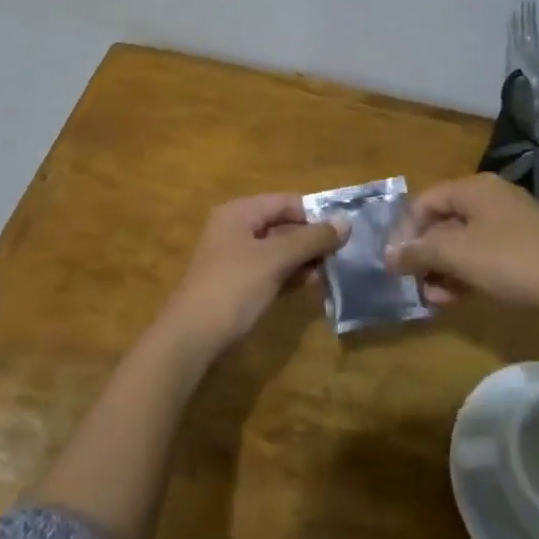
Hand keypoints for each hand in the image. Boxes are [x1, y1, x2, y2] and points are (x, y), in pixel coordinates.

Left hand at [160, 194, 347, 353]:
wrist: (192, 337)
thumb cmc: (234, 287)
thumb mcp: (275, 259)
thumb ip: (311, 239)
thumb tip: (346, 221)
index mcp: (239, 212)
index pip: (285, 201)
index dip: (315, 214)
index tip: (344, 231)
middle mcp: (235, 228)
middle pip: (282, 224)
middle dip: (311, 238)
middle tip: (343, 253)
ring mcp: (234, 257)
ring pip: (277, 249)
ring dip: (303, 258)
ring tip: (333, 271)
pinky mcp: (236, 283)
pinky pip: (269, 270)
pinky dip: (290, 274)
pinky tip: (312, 285)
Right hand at [386, 173, 538, 315]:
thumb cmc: (510, 262)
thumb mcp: (456, 255)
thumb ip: (417, 252)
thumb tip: (388, 255)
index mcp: (474, 187)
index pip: (424, 202)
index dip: (405, 232)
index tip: (396, 264)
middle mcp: (491, 198)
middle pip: (443, 222)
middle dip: (425, 255)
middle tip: (415, 284)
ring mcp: (511, 222)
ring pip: (464, 242)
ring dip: (444, 269)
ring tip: (435, 298)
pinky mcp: (526, 247)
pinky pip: (484, 254)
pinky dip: (467, 273)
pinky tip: (458, 298)